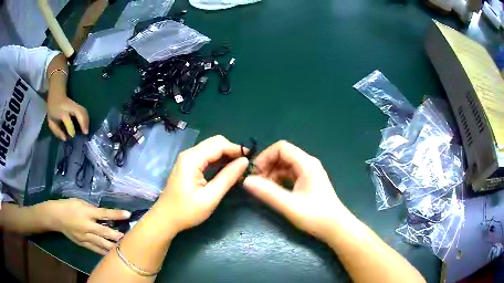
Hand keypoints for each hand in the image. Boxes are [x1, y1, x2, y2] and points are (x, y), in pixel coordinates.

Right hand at [44, 199, 130, 254]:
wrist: (56, 216)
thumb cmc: (68, 206)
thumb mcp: (80, 202)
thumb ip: (92, 209)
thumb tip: (104, 215)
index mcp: (86, 212)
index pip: (104, 214)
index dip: (116, 214)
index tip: (128, 214)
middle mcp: (87, 226)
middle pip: (104, 232)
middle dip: (116, 235)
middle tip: (128, 237)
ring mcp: (85, 237)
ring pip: (101, 243)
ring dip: (113, 246)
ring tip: (123, 248)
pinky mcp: (83, 244)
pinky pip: (95, 249)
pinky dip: (104, 252)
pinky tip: (112, 255)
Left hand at [47, 92, 88, 140]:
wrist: (55, 94)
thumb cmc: (52, 109)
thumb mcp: (51, 121)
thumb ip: (57, 130)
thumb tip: (65, 138)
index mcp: (60, 110)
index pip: (66, 118)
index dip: (70, 127)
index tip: (73, 135)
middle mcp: (68, 106)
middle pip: (78, 111)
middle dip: (83, 122)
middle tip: (85, 132)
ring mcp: (74, 103)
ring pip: (83, 110)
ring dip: (86, 120)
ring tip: (86, 130)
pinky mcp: (77, 104)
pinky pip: (84, 111)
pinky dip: (86, 118)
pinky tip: (86, 125)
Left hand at [158, 135, 248, 233]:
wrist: (166, 218)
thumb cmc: (187, 211)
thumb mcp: (210, 197)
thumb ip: (228, 177)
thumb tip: (244, 161)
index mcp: (192, 159)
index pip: (219, 145)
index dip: (236, 149)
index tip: (252, 158)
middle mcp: (189, 154)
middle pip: (215, 142)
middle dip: (232, 150)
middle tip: (245, 164)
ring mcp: (187, 159)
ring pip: (211, 148)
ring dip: (226, 154)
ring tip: (240, 167)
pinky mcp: (188, 165)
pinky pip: (206, 156)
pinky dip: (219, 160)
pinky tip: (227, 169)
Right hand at [243, 141, 348, 242]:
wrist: (336, 228)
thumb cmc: (316, 216)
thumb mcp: (290, 205)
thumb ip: (268, 192)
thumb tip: (246, 180)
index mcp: (307, 164)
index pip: (282, 147)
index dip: (265, 156)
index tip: (255, 172)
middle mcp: (308, 164)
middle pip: (283, 155)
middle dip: (267, 165)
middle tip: (256, 182)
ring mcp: (309, 173)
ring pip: (285, 165)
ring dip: (272, 173)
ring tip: (263, 189)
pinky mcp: (308, 182)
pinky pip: (289, 175)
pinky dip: (279, 180)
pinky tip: (274, 191)